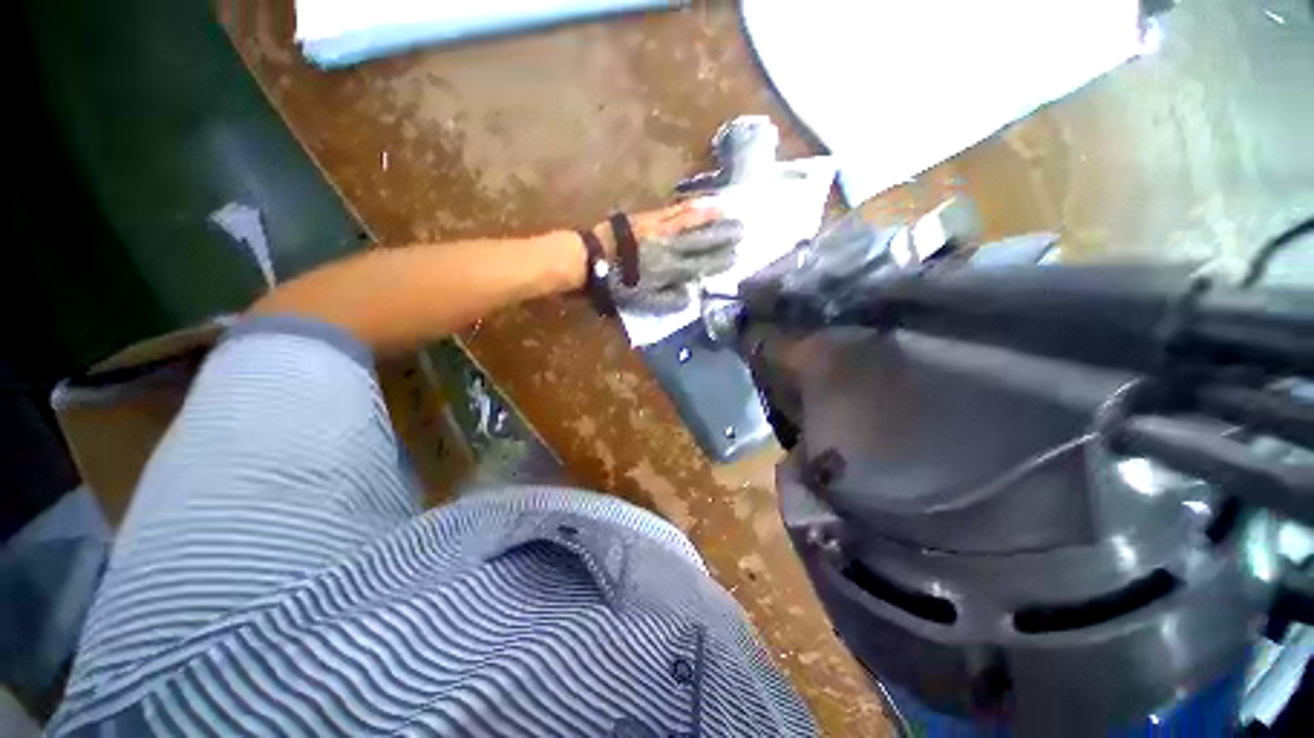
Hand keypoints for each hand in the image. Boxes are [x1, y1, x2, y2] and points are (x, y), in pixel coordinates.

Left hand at [597, 202, 743, 312]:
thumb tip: (690, 295)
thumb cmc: (617, 285)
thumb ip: (669, 301)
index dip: (720, 260)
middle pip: (702, 239)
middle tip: (743, 229)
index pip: (702, 264)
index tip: (736, 256)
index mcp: (670, 269)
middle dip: (723, 235)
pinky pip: (674, 209)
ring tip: (727, 211)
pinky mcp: (649, 217)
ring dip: (711, 216)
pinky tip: (698, 203)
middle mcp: (670, 246)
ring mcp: (660, 228)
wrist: (592, 258)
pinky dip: (689, 206)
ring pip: (691, 220)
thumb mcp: (643, 302)